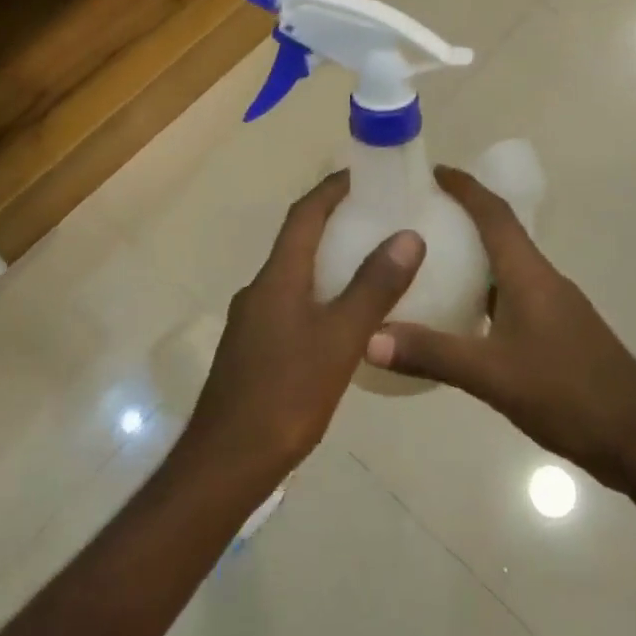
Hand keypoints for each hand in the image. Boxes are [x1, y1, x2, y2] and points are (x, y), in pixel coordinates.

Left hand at [181, 172, 423, 487]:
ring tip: (368, 264)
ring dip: (325, 260)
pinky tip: (342, 320)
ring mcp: (252, 321)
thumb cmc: (286, 394)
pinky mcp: (253, 349)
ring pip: (293, 275)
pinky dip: (317, 294)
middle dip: (332, 222)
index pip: (304, 214)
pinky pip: (289, 304)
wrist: (227, 462)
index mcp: (277, 277)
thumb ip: (374, 287)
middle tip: (376, 217)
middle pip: (297, 240)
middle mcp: (259, 289)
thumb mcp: (341, 339)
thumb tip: (408, 234)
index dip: (331, 189)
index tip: (363, 174)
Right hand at [365, 166, 635, 493]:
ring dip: (472, 255)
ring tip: (427, 261)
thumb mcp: (492, 375)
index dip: (464, 187)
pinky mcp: (558, 333)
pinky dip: (483, 292)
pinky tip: (459, 316)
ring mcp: (554, 307)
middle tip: (415, 216)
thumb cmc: (569, 393)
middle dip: (461, 216)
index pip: (494, 213)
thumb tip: (369, 337)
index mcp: (529, 274)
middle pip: (499, 233)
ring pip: (505, 267)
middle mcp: (542, 280)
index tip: (430, 171)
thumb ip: (432, 353)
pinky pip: (512, 295)